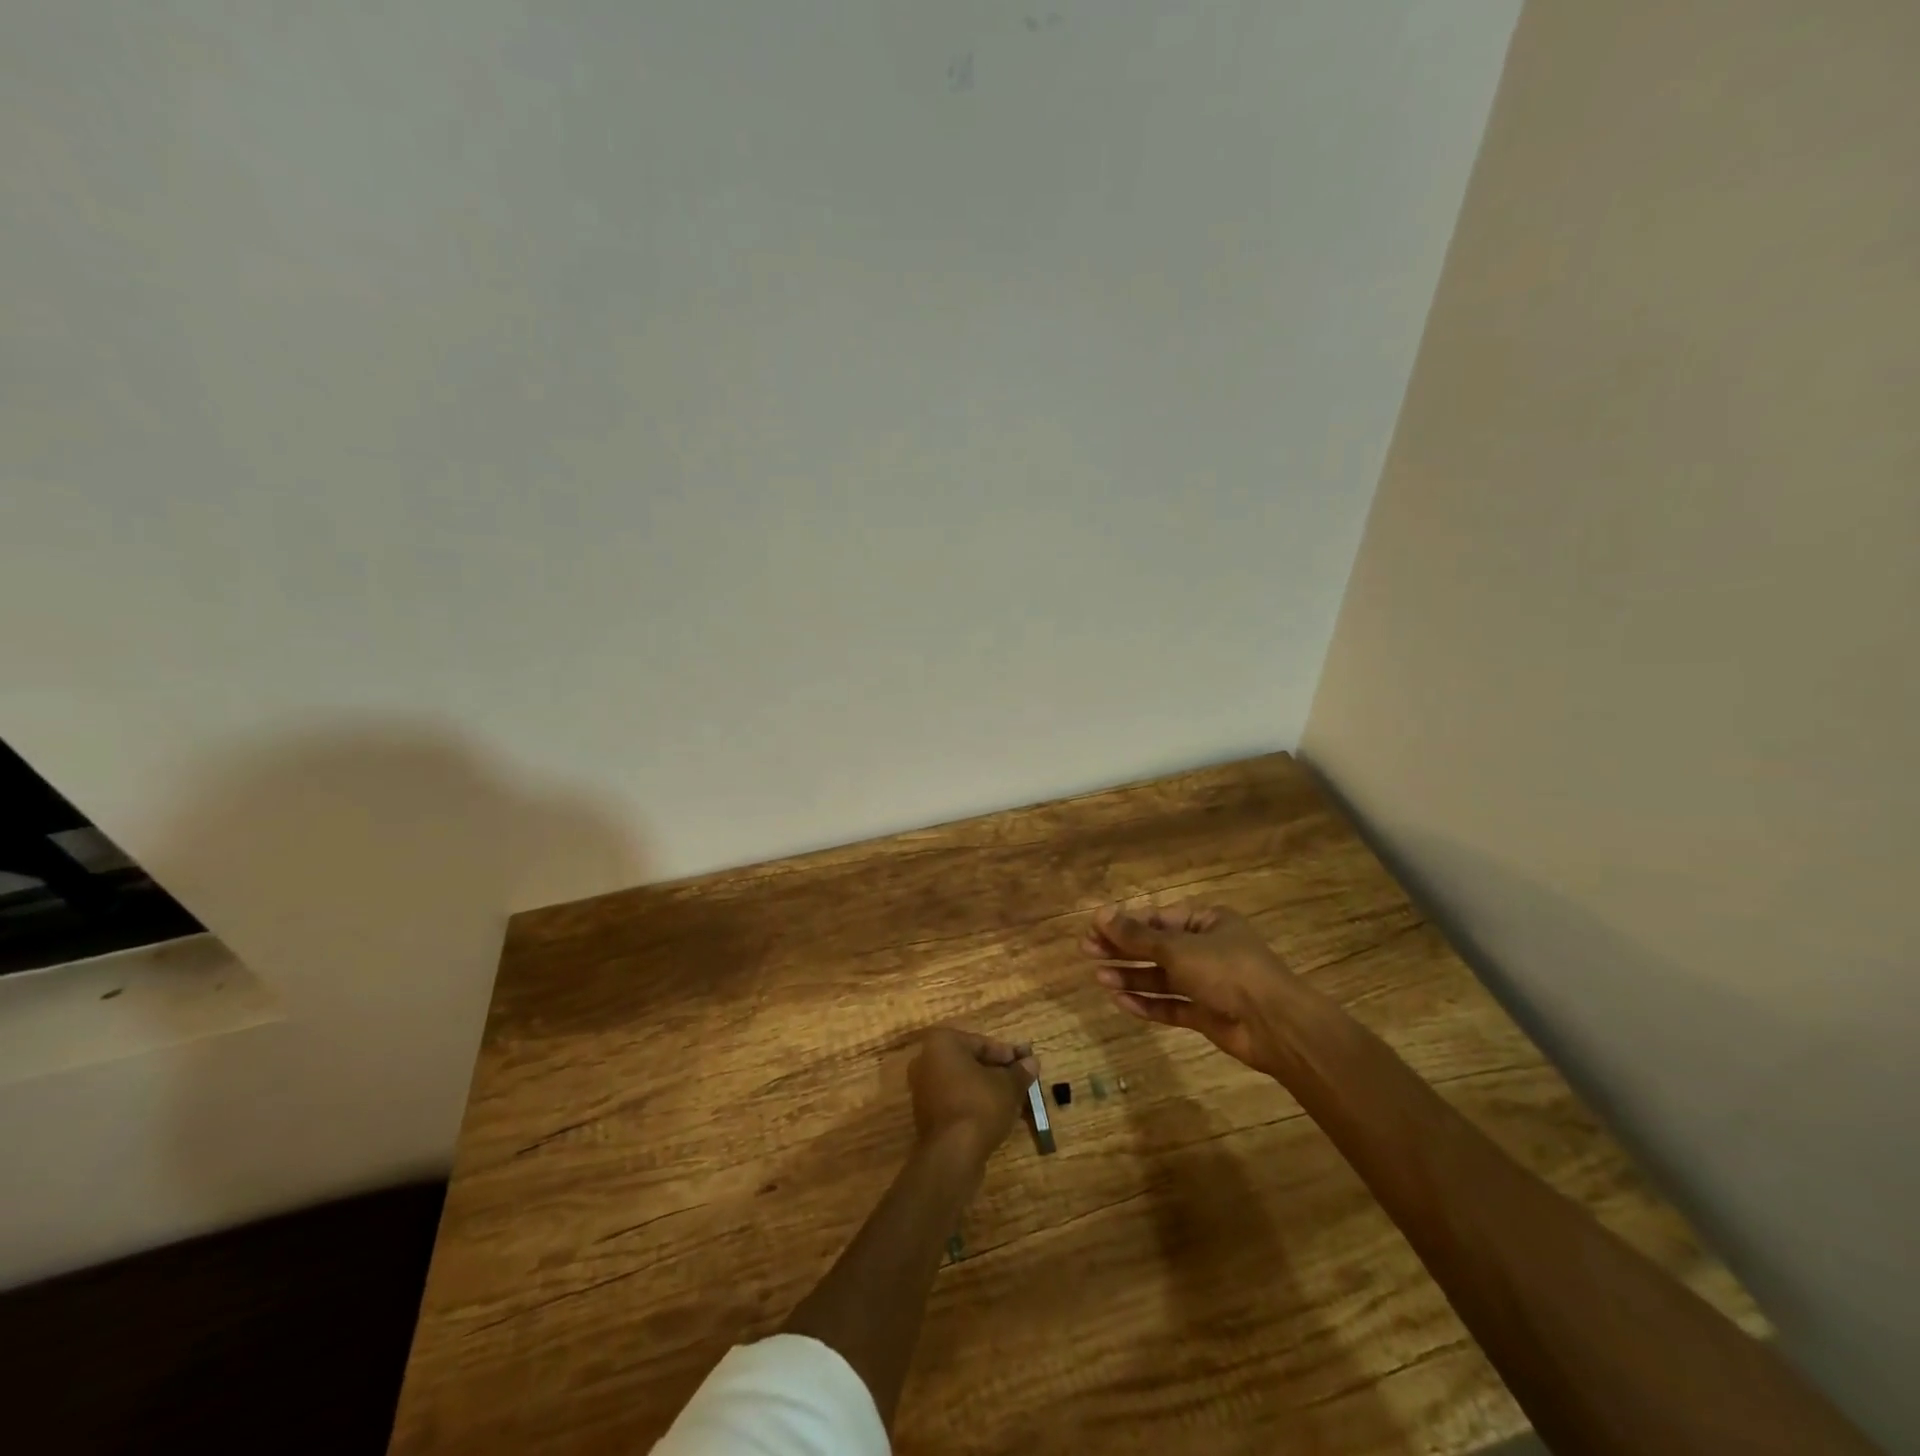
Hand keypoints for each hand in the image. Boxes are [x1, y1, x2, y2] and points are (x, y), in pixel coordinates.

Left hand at [907, 1028, 1038, 1165]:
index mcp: (943, 1043)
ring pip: (962, 1083)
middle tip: (1021, 1081)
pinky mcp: (924, 1114)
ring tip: (1012, 1100)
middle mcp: (926, 1060)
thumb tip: (1032, 1062)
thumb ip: (1020, 1071)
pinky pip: (954, 1100)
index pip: (982, 1044)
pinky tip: (994, 1116)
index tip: (1026, 1065)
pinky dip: (972, 1103)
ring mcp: (922, 1088)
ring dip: (986, 1089)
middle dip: (996, 1072)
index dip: (1007, 1055)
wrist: (952, 1154)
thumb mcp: (1008, 1086)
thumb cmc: (980, 1105)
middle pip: (970, 1062)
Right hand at [1081, 900, 1294, 1070]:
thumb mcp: (1177, 948)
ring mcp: (1207, 983)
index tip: (1093, 928)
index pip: (1158, 918)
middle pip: (1156, 946)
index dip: (1125, 923)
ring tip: (1098, 976)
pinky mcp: (1206, 1014)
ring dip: (1131, 975)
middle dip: (1123, 949)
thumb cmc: (1227, 970)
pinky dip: (1147, 1003)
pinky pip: (1171, 1005)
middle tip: (1086, 950)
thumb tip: (1100, 914)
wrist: (1275, 1025)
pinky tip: (1120, 1000)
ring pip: (1161, 977)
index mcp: (1207, 922)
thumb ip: (1137, 935)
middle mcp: (1207, 949)